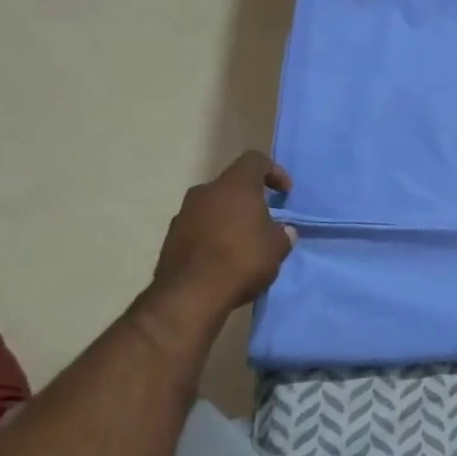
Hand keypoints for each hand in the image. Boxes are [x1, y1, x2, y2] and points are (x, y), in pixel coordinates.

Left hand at [148, 151, 295, 313]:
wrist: (190, 295)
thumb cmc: (242, 260)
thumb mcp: (277, 248)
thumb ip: (282, 233)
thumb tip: (281, 231)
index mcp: (235, 185)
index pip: (255, 160)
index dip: (274, 172)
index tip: (285, 193)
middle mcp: (206, 191)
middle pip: (232, 185)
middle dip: (250, 200)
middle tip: (265, 222)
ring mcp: (184, 213)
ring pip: (214, 206)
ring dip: (230, 219)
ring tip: (244, 244)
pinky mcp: (171, 237)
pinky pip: (198, 227)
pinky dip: (213, 235)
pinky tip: (223, 259)